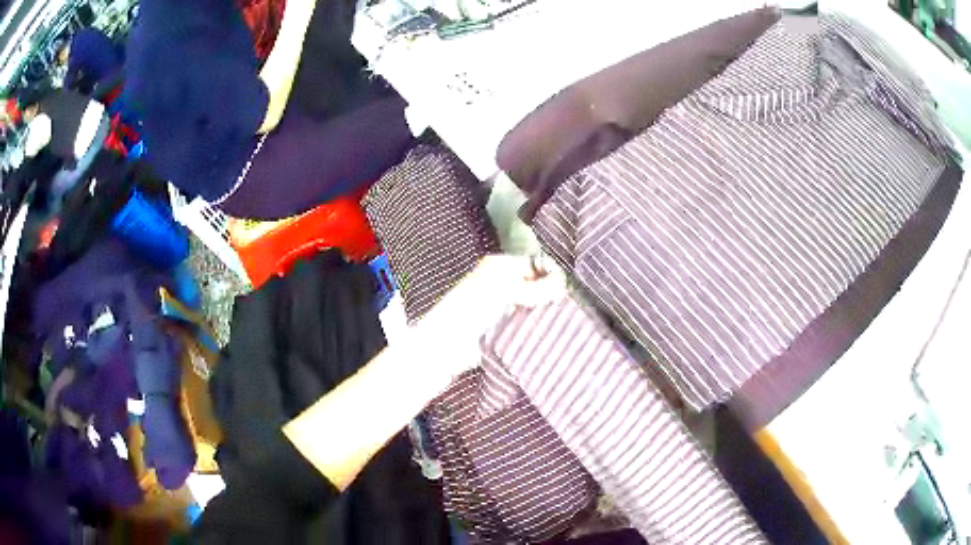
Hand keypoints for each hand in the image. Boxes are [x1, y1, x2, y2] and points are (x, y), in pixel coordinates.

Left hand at [414, 254, 566, 377]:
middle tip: (563, 308)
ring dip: (544, 313)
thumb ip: (536, 286)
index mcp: (501, 266)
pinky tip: (545, 334)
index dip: (551, 274)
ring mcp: (503, 307)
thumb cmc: (472, 309)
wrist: (447, 345)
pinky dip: (535, 328)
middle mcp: (502, 283)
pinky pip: (526, 325)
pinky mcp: (503, 329)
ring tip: (557, 322)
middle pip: (537, 285)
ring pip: (534, 306)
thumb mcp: (505, 289)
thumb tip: (562, 283)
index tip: (564, 290)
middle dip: (550, 294)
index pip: (535, 264)